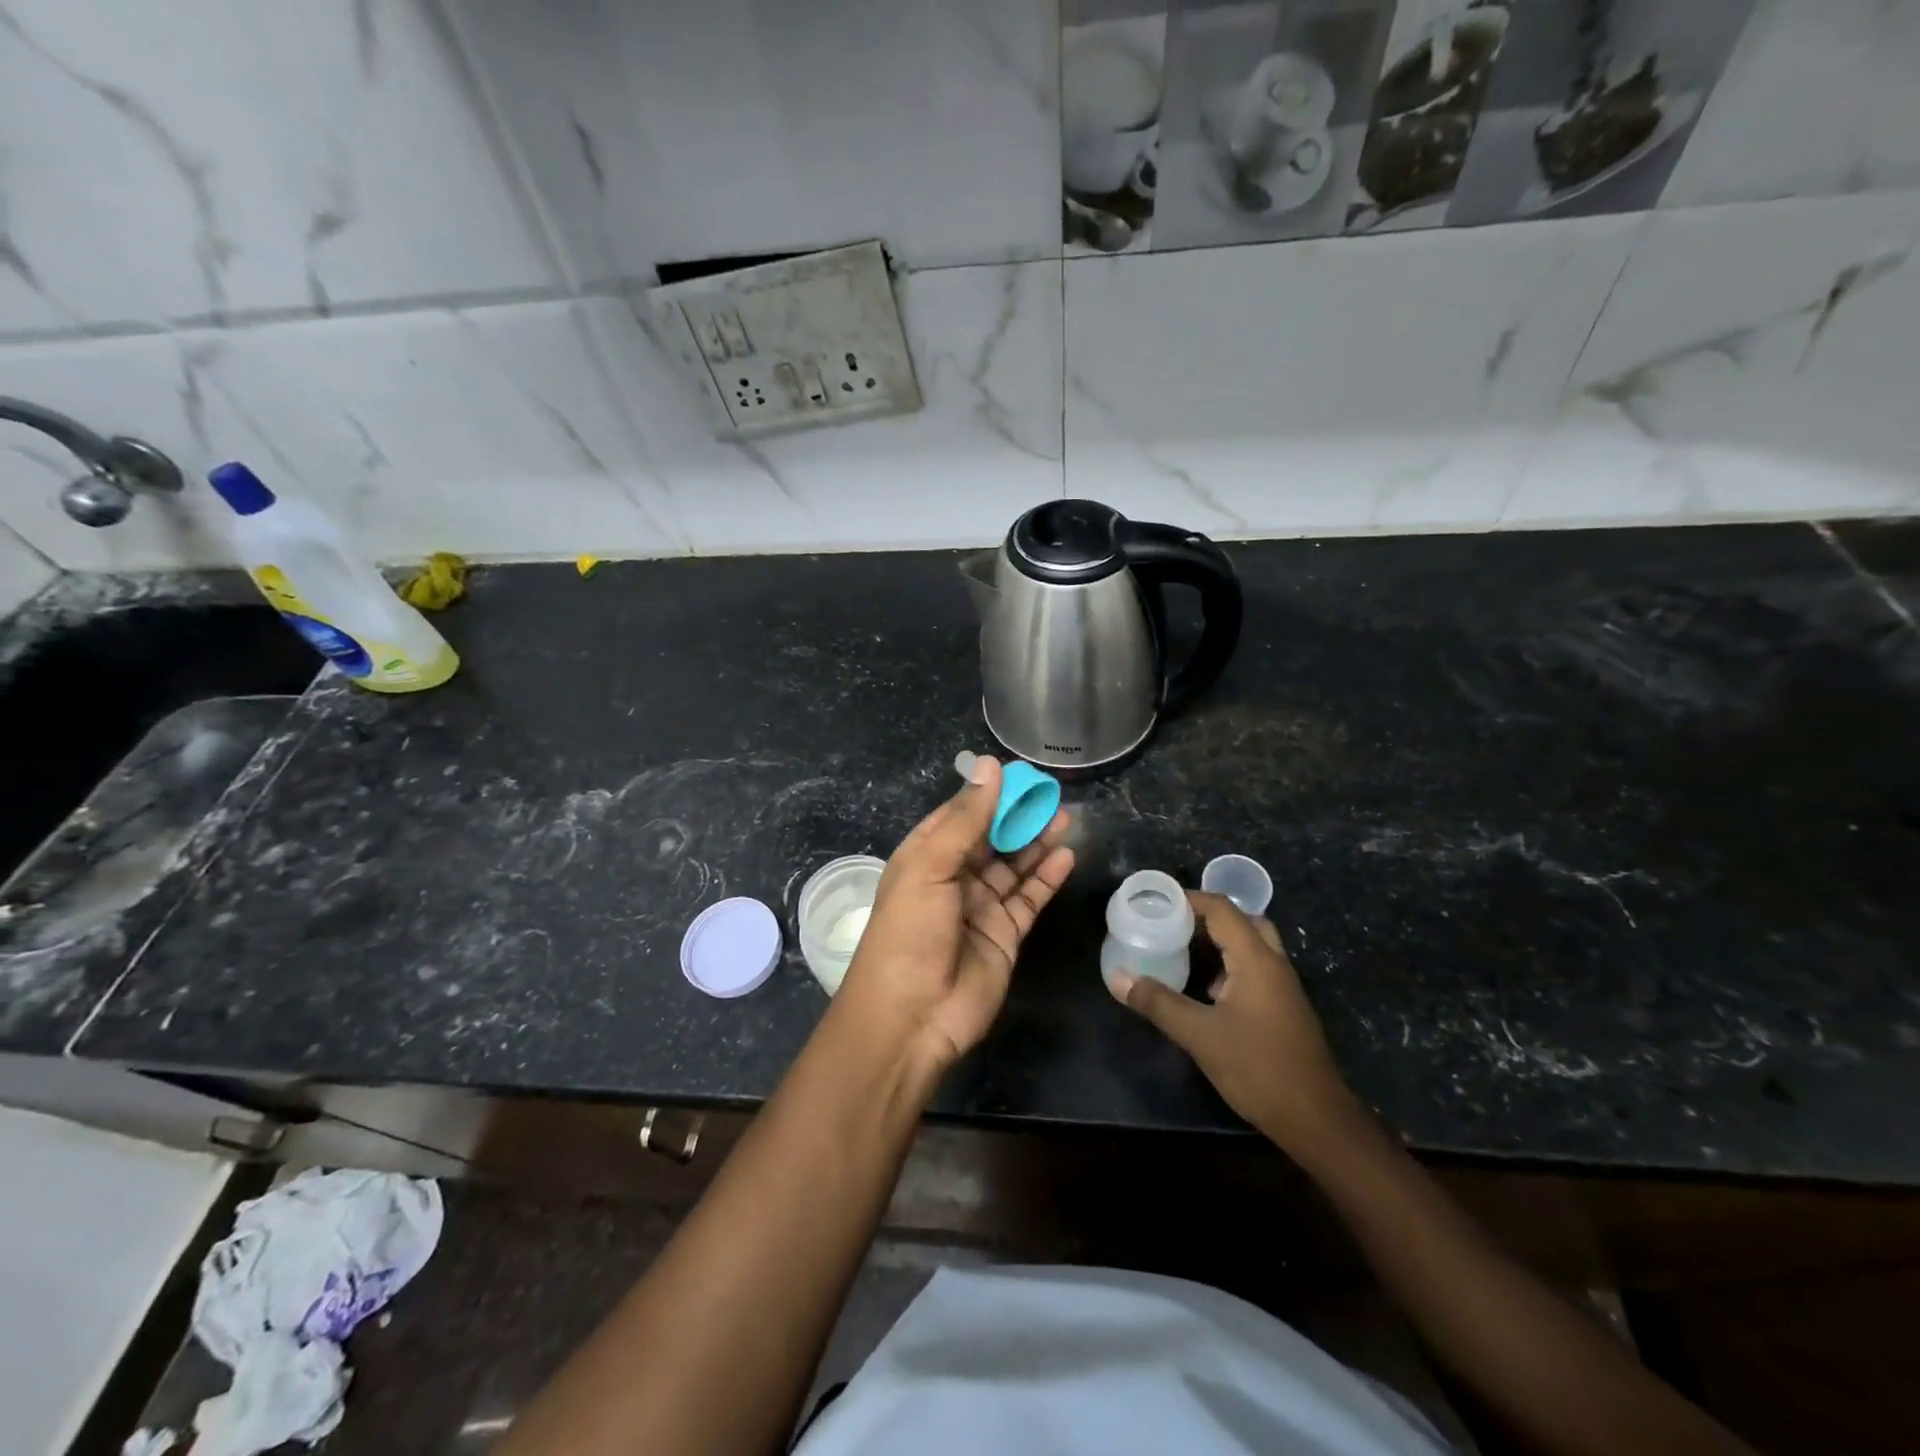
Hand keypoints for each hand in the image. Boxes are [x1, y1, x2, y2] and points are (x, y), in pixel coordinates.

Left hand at [835, 754, 1073, 1076]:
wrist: (912, 1017)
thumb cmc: (910, 932)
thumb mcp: (930, 867)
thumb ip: (965, 819)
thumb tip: (989, 766)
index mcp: (924, 857)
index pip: (959, 815)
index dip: (988, 794)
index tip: (1019, 774)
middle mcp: (952, 878)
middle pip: (990, 838)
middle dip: (1018, 816)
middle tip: (1052, 794)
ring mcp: (980, 907)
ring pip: (1013, 866)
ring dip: (1037, 842)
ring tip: (1066, 817)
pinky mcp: (1005, 934)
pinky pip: (1029, 898)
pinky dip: (1047, 877)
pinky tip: (1066, 855)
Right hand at [1110, 891, 1358, 1158]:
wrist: (1316, 1119)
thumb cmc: (1258, 1069)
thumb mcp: (1199, 1035)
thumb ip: (1158, 1002)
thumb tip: (1117, 977)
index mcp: (1256, 960)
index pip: (1222, 909)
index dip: (1189, 899)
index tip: (1156, 903)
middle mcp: (1274, 964)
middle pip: (1241, 921)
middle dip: (1204, 918)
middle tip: (1170, 924)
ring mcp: (1282, 986)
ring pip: (1250, 945)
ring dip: (1217, 941)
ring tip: (1179, 950)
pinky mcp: (1283, 1007)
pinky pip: (1254, 968)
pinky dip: (1228, 964)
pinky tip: (1203, 988)